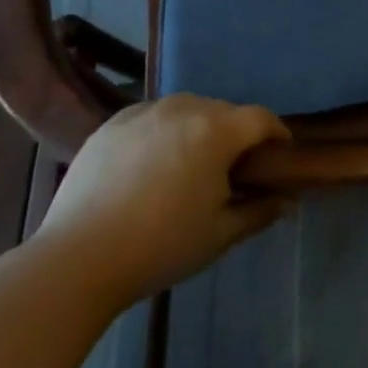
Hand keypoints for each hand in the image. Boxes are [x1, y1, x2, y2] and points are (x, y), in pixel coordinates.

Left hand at [36, 95, 290, 306]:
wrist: (78, 259)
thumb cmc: (161, 246)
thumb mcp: (219, 235)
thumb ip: (260, 211)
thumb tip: (289, 201)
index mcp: (216, 131)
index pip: (261, 119)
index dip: (276, 134)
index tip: (280, 155)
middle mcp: (184, 108)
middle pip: (224, 111)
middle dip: (235, 134)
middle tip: (232, 169)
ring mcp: (145, 112)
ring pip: (187, 109)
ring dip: (198, 128)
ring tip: (189, 164)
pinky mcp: (113, 123)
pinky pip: (152, 116)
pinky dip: (162, 131)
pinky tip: (151, 164)